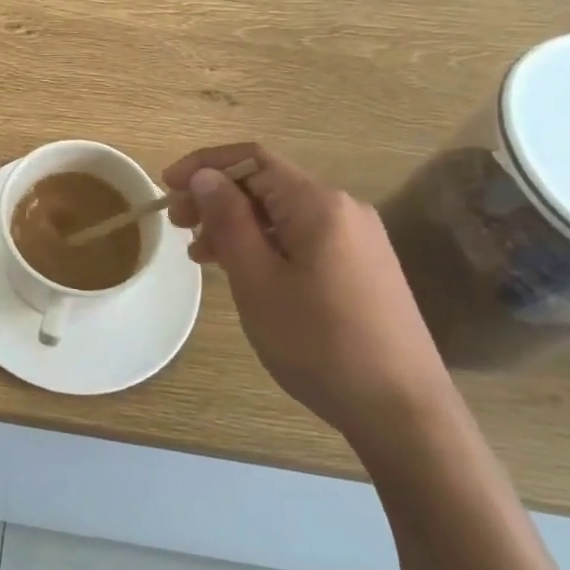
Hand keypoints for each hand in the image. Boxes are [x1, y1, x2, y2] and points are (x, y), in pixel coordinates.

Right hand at [162, 144, 452, 449]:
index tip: (166, 187)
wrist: (403, 410)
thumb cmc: (319, 343)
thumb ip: (228, 220)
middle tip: (177, 224)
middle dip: (217, 197)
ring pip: (282, 213)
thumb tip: (206, 176)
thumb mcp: (258, 280)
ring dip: (237, 223)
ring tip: (200, 254)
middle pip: (267, 184)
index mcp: (318, 203)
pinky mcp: (363, 266)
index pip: (251, 159)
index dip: (204, 165)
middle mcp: (343, 208)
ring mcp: (358, 238)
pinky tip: (243, 270)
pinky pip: (302, 237)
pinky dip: (265, 243)